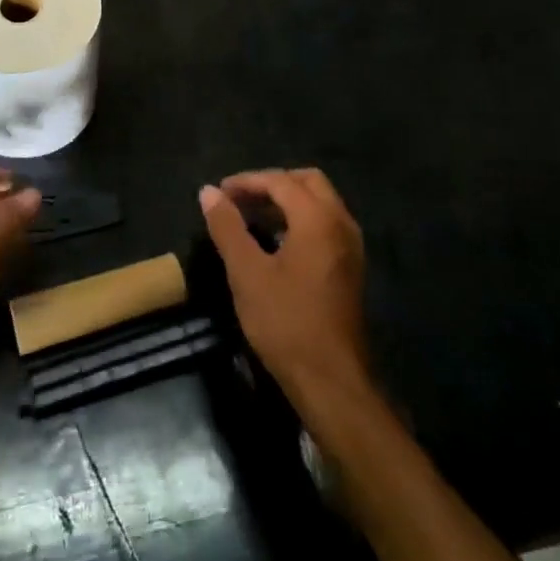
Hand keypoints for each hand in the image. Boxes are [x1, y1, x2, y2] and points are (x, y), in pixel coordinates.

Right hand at [200, 168, 369, 406]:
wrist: (331, 379)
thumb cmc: (285, 321)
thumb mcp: (246, 272)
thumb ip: (227, 227)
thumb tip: (208, 192)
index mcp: (318, 218)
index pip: (280, 181)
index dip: (247, 181)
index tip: (219, 192)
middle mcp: (341, 223)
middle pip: (307, 182)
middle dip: (272, 184)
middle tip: (240, 199)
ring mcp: (350, 246)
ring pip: (320, 203)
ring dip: (286, 201)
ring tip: (251, 216)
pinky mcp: (350, 267)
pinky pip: (325, 224)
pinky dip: (300, 220)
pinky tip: (275, 241)